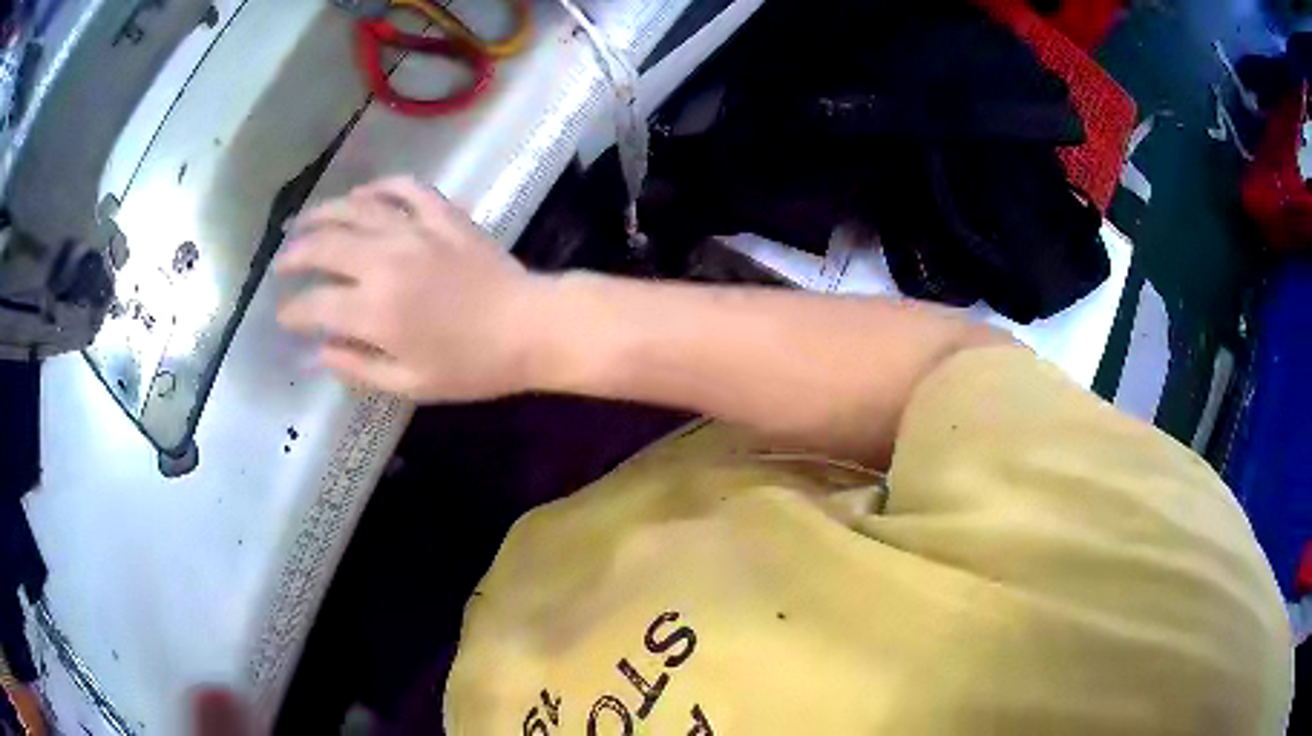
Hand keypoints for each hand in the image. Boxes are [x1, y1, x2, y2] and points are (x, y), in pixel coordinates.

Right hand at [276, 177, 545, 401]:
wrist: (529, 327)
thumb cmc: (471, 366)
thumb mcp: (409, 383)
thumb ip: (356, 366)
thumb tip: (316, 354)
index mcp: (374, 310)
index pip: (314, 304)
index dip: (291, 311)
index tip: (283, 316)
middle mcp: (384, 261)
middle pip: (324, 245)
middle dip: (294, 255)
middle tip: (282, 263)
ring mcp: (414, 230)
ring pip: (355, 208)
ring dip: (323, 212)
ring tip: (303, 221)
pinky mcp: (442, 214)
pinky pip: (404, 188)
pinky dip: (379, 187)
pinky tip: (363, 194)